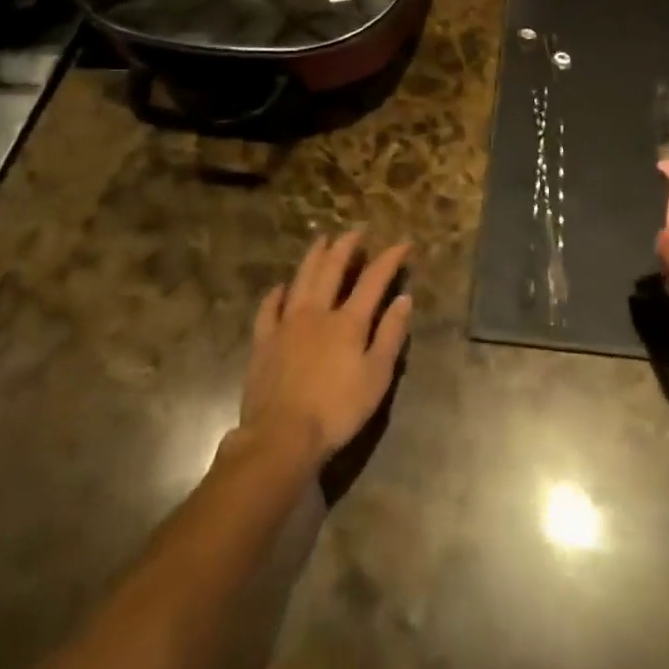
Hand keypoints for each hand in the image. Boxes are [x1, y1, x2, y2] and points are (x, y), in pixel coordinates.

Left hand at [239, 232, 412, 466]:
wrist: (281, 436)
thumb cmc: (337, 410)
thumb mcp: (376, 377)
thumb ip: (391, 335)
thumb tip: (404, 298)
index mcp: (349, 321)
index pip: (373, 280)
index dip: (389, 259)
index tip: (403, 243)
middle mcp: (318, 312)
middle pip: (332, 269)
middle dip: (346, 247)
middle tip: (355, 231)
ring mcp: (287, 324)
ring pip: (301, 279)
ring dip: (313, 257)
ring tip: (321, 240)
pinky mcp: (264, 341)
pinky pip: (269, 308)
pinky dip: (276, 294)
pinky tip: (281, 286)